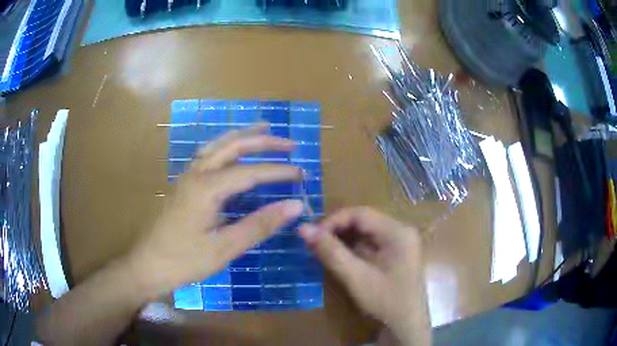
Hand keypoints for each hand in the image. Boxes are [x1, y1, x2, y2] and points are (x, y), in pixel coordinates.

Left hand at [127, 124, 304, 299]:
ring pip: (218, 145)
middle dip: (263, 141)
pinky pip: (208, 155)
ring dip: (243, 136)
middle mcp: (196, 174)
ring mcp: (187, 177)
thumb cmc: (184, 260)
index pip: (251, 172)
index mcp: (206, 187)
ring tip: (264, 130)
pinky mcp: (184, 185)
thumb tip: (294, 206)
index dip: (279, 172)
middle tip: (290, 143)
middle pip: (233, 146)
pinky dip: (226, 146)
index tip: (302, 174)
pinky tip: (232, 151)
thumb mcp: (224, 247)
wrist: (148, 265)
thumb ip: (259, 225)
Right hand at [299, 207, 429, 345]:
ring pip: (365, 232)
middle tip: (313, 242)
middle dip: (337, 230)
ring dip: (343, 239)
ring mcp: (399, 242)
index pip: (361, 213)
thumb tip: (303, 228)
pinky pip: (370, 243)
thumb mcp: (356, 277)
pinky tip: (338, 257)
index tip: (312, 234)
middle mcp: (401, 231)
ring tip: (322, 249)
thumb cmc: (385, 302)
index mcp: (398, 232)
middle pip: (364, 221)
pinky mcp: (395, 253)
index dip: (333, 220)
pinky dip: (352, 248)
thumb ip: (331, 252)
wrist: (406, 325)